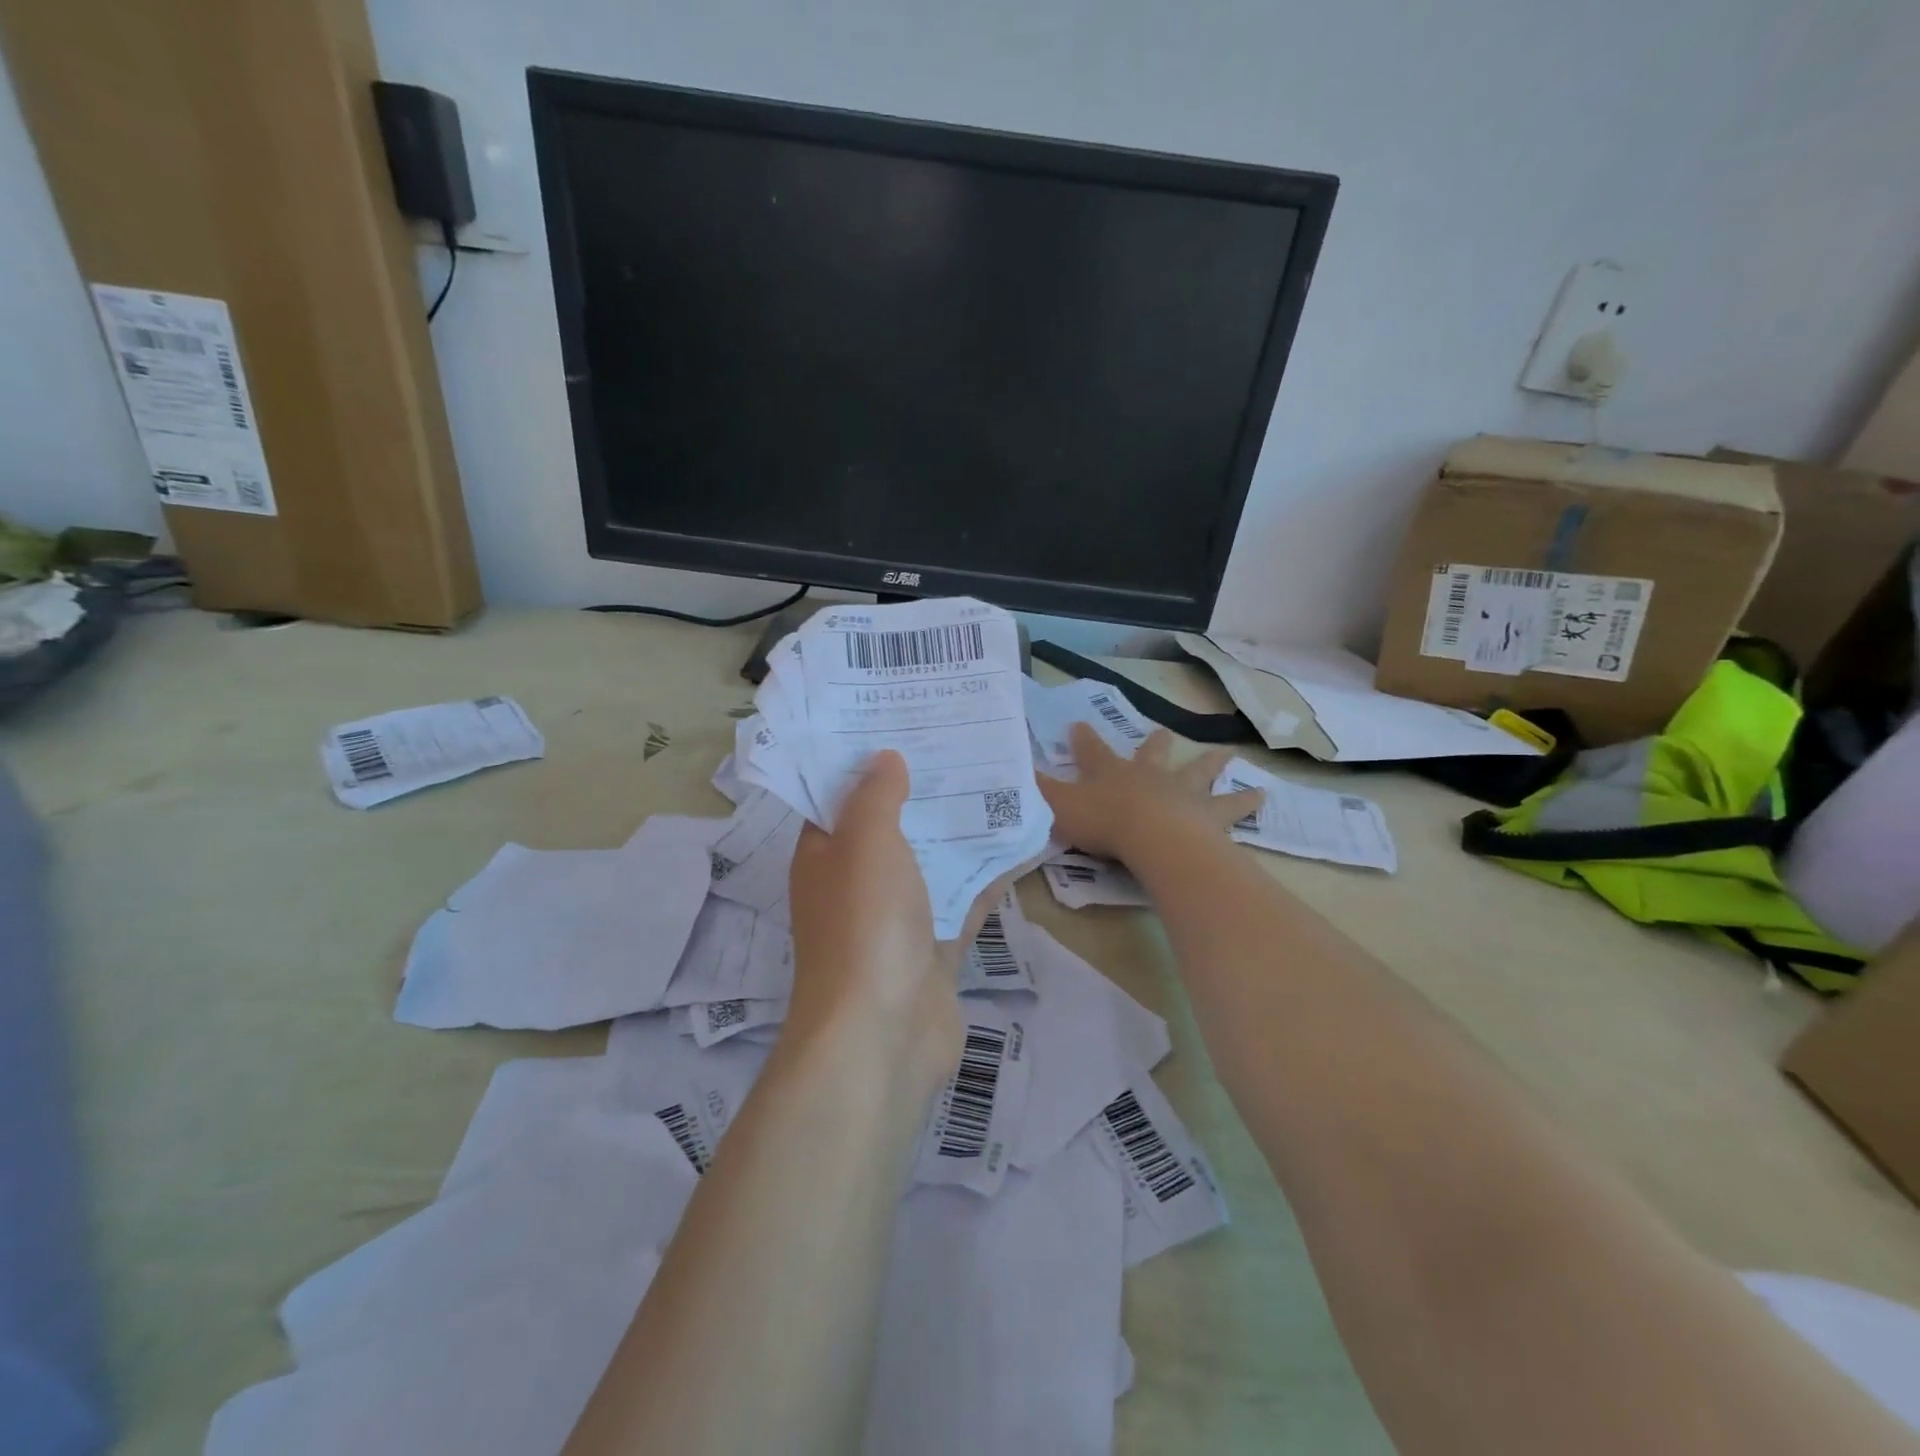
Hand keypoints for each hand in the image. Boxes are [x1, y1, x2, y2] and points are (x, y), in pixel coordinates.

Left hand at [786, 752, 1002, 1082]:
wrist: (883, 1035)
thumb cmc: (864, 925)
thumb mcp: (865, 843)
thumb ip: (876, 796)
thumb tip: (885, 757)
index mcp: (825, 855)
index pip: (840, 797)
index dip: (866, 761)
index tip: (903, 723)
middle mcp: (858, 883)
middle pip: (892, 826)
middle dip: (924, 790)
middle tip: (964, 743)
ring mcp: (898, 919)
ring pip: (932, 862)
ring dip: (960, 830)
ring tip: (999, 780)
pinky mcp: (936, 947)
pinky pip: (965, 900)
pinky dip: (989, 876)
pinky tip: (1024, 842)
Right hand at [1039, 724, 1262, 864]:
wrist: (1153, 837)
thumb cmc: (1104, 822)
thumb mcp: (1058, 807)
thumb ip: (1035, 793)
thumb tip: (1005, 775)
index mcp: (1111, 773)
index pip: (1092, 750)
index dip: (1083, 739)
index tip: (1077, 724)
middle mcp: (1148, 776)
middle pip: (1153, 754)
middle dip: (1156, 744)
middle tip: (1166, 732)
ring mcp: (1181, 793)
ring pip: (1198, 773)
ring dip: (1211, 765)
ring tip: (1228, 755)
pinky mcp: (1208, 815)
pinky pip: (1231, 808)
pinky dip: (1245, 803)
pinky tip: (1264, 798)